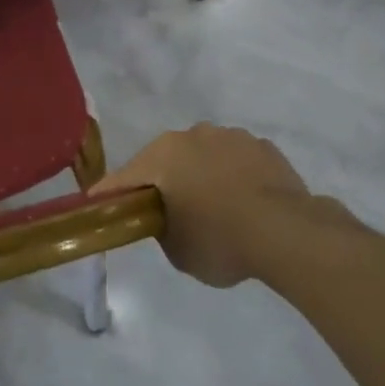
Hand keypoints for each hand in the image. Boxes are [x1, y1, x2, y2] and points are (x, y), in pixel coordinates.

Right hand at [93, 124, 348, 286]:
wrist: (287, 232)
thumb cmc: (220, 240)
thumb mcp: (177, 250)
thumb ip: (162, 228)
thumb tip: (167, 220)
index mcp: (163, 155)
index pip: (125, 177)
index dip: (109, 193)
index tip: (96, 203)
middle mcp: (193, 135)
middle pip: (167, 160)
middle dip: (165, 182)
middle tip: (168, 212)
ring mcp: (231, 137)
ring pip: (205, 156)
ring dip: (203, 175)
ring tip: (217, 209)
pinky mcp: (264, 147)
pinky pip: (238, 162)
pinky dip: (235, 178)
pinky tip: (246, 204)